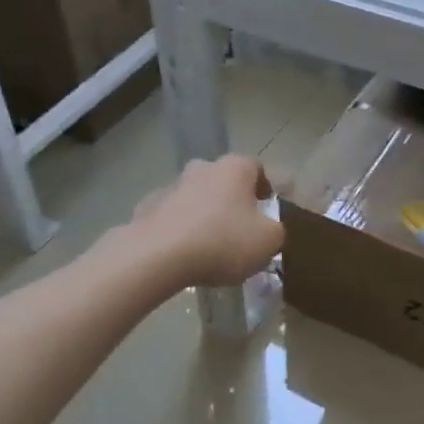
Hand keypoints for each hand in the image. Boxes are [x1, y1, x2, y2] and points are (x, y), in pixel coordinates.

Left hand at [130, 155, 284, 288]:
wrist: (158, 256)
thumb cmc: (223, 242)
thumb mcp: (269, 241)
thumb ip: (276, 230)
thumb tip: (268, 228)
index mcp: (235, 168)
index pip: (257, 168)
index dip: (266, 188)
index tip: (268, 209)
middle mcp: (203, 167)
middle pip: (224, 180)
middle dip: (232, 199)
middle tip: (239, 228)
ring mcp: (171, 186)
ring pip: (196, 196)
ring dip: (204, 213)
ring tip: (209, 246)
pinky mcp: (147, 207)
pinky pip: (171, 216)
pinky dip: (179, 228)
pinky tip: (182, 253)